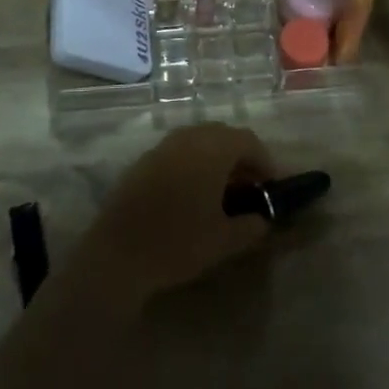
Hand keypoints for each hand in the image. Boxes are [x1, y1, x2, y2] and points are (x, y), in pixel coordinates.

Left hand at [73, 124, 275, 309]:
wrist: (117, 253)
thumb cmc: (178, 243)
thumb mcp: (224, 241)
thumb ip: (251, 227)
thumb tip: (262, 219)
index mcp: (212, 149)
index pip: (248, 140)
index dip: (264, 161)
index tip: (270, 187)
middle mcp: (188, 137)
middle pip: (223, 136)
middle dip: (240, 158)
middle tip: (249, 189)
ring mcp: (163, 146)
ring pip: (199, 141)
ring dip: (216, 160)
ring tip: (223, 193)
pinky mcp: (144, 160)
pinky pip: (178, 152)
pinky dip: (193, 164)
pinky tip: (192, 195)